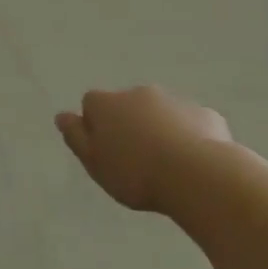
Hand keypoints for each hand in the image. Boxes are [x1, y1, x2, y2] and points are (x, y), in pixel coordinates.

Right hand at [56, 86, 230, 212]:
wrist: (197, 175)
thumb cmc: (135, 173)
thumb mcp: (94, 162)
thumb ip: (76, 137)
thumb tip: (62, 116)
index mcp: (108, 104)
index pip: (91, 103)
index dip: (95, 125)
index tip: (104, 151)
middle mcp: (139, 94)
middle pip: (127, 106)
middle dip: (129, 125)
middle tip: (135, 161)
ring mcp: (175, 101)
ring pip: (160, 113)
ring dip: (159, 130)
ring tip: (166, 166)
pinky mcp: (205, 115)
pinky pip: (190, 124)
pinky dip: (188, 137)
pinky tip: (193, 163)